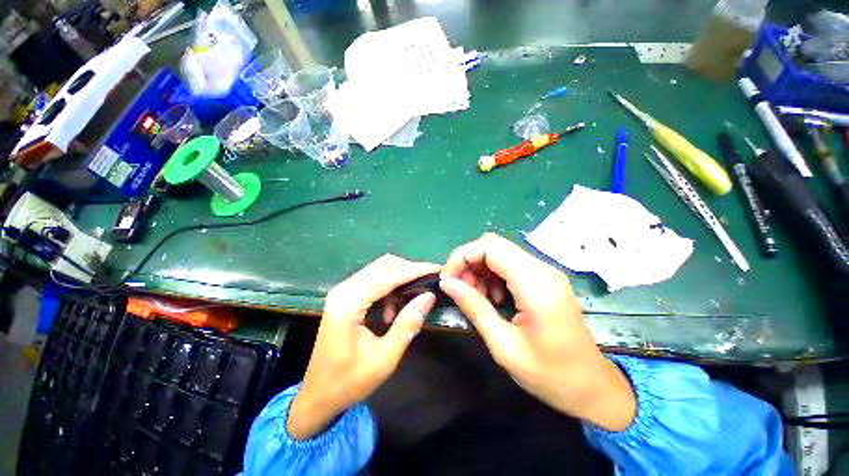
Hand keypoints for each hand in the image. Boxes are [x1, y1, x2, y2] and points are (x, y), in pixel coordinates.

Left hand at [287, 255, 439, 439]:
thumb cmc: (350, 381)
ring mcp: (343, 291)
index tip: (437, 269)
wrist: (318, 395)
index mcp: (348, 303)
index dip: (415, 270)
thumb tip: (429, 296)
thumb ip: (408, 324)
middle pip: (383, 266)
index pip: (388, 276)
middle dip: (409, 270)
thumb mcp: (385, 358)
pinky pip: (373, 280)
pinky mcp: (346, 296)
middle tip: (430, 281)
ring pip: (379, 270)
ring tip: (414, 297)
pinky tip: (392, 310)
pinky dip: (389, 287)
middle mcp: (344, 290)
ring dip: (400, 278)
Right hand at [440, 233, 635, 430]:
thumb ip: (474, 308)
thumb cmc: (550, 375)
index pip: (490, 247)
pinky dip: (492, 274)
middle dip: (469, 261)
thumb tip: (448, 283)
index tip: (448, 279)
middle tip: (459, 289)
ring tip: (474, 296)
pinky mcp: (545, 279)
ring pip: (500, 252)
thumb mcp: (504, 346)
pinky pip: (510, 264)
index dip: (462, 256)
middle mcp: (543, 270)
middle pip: (494, 244)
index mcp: (536, 285)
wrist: (593, 388)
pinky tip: (492, 298)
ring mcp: (546, 272)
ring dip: (480, 268)